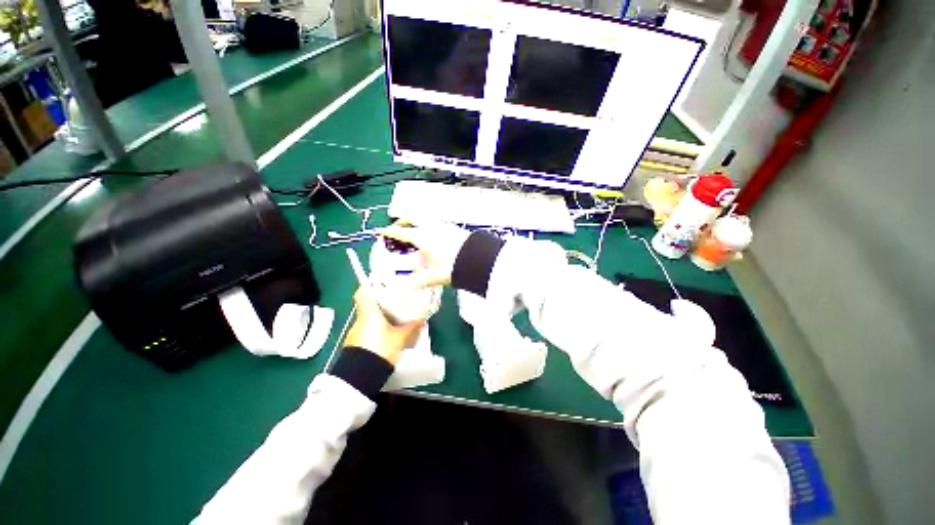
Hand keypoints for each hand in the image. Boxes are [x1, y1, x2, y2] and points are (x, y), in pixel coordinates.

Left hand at [344, 287, 424, 365]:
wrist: (360, 377)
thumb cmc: (380, 349)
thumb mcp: (400, 338)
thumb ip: (411, 328)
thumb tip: (422, 320)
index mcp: (369, 313)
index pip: (362, 293)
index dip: (368, 286)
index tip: (379, 285)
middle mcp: (359, 320)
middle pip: (367, 306)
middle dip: (380, 304)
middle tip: (395, 303)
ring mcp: (355, 333)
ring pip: (368, 320)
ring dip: (378, 319)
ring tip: (393, 320)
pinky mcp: (355, 345)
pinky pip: (367, 331)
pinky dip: (376, 330)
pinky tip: (387, 336)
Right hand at [379, 221, 470, 287]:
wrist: (478, 259)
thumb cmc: (453, 266)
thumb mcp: (433, 276)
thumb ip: (417, 282)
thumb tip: (403, 288)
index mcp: (422, 238)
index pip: (400, 233)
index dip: (388, 232)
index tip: (380, 231)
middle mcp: (431, 228)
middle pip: (412, 217)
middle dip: (402, 221)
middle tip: (398, 227)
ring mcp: (443, 226)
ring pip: (425, 218)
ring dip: (417, 222)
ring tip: (416, 232)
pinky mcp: (453, 228)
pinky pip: (436, 222)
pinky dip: (429, 226)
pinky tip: (434, 236)